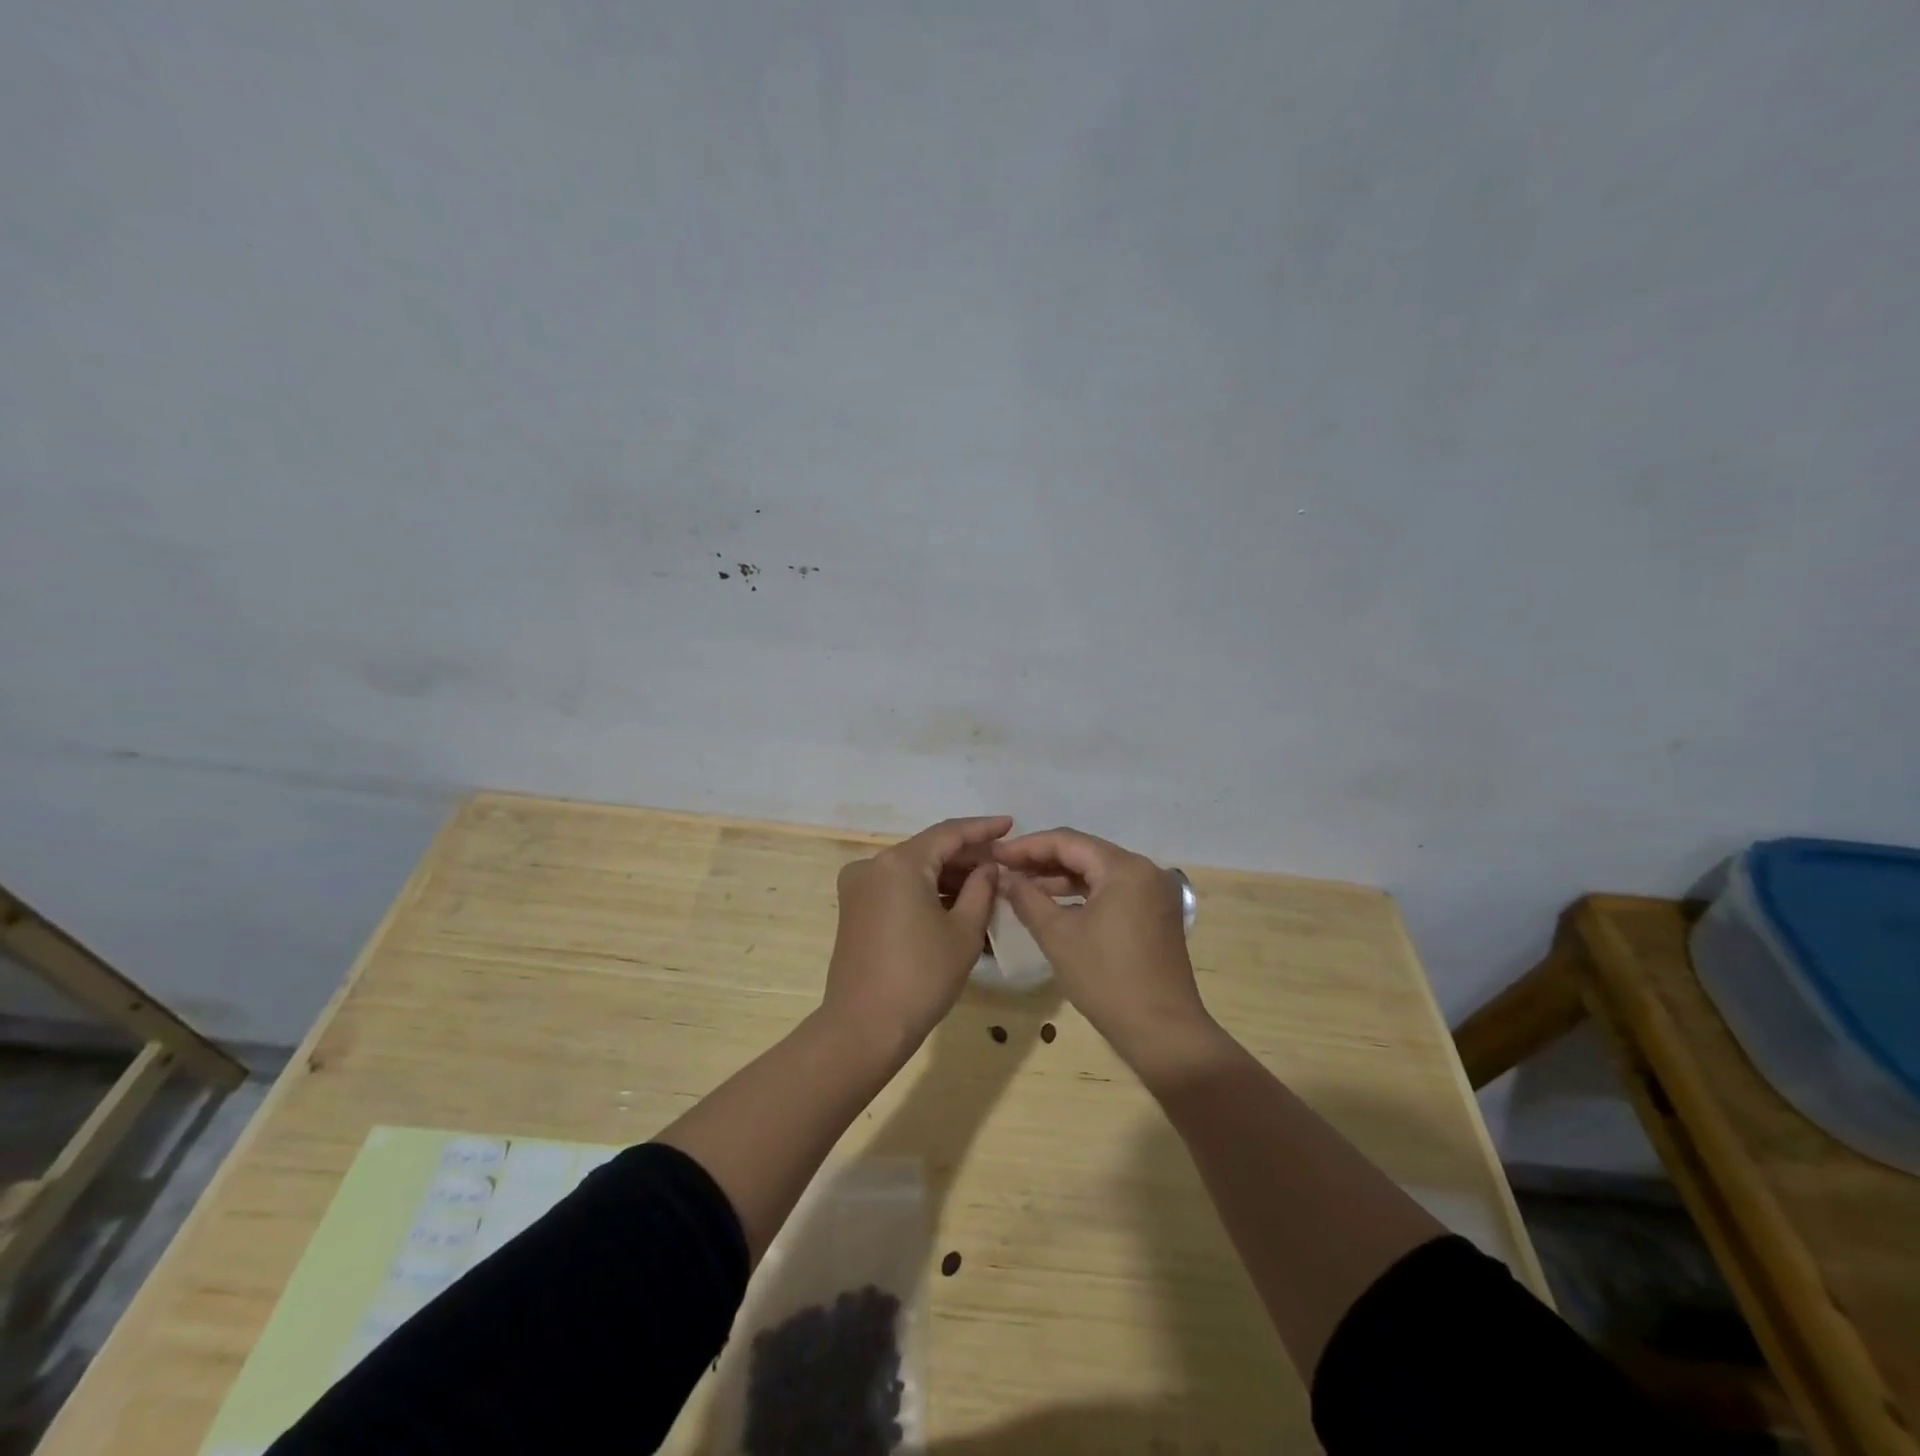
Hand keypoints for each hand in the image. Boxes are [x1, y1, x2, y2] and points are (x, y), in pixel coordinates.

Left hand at [824, 815, 1009, 1055]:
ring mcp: (859, 886)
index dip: (983, 828)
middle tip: (1004, 862)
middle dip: (967, 855)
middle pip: (929, 849)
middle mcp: (873, 865)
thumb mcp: (964, 932)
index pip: (949, 833)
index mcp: (899, 862)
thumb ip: (981, 889)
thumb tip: (988, 867)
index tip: (1011, 825)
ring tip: (986, 884)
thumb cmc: (921, 978)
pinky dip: (926, 890)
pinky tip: (955, 901)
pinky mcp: (854, 908)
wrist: (864, 1027)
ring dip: (948, 875)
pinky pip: (898, 886)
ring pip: (913, 869)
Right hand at [994, 827, 1214, 1069]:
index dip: (1027, 846)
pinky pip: (1113, 891)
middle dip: (1043, 860)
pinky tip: (1055, 904)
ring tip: (1022, 887)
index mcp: (1124, 868)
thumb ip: (1027, 898)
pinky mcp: (1156, 914)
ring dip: (1061, 878)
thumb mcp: (1057, 936)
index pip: (1067, 841)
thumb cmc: (1106, 979)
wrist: (1162, 1032)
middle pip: (1085, 853)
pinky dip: (1083, 894)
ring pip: (1099, 872)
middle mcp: (1145, 870)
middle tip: (1005, 869)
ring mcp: (1154, 893)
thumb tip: (1004, 877)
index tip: (995, 855)